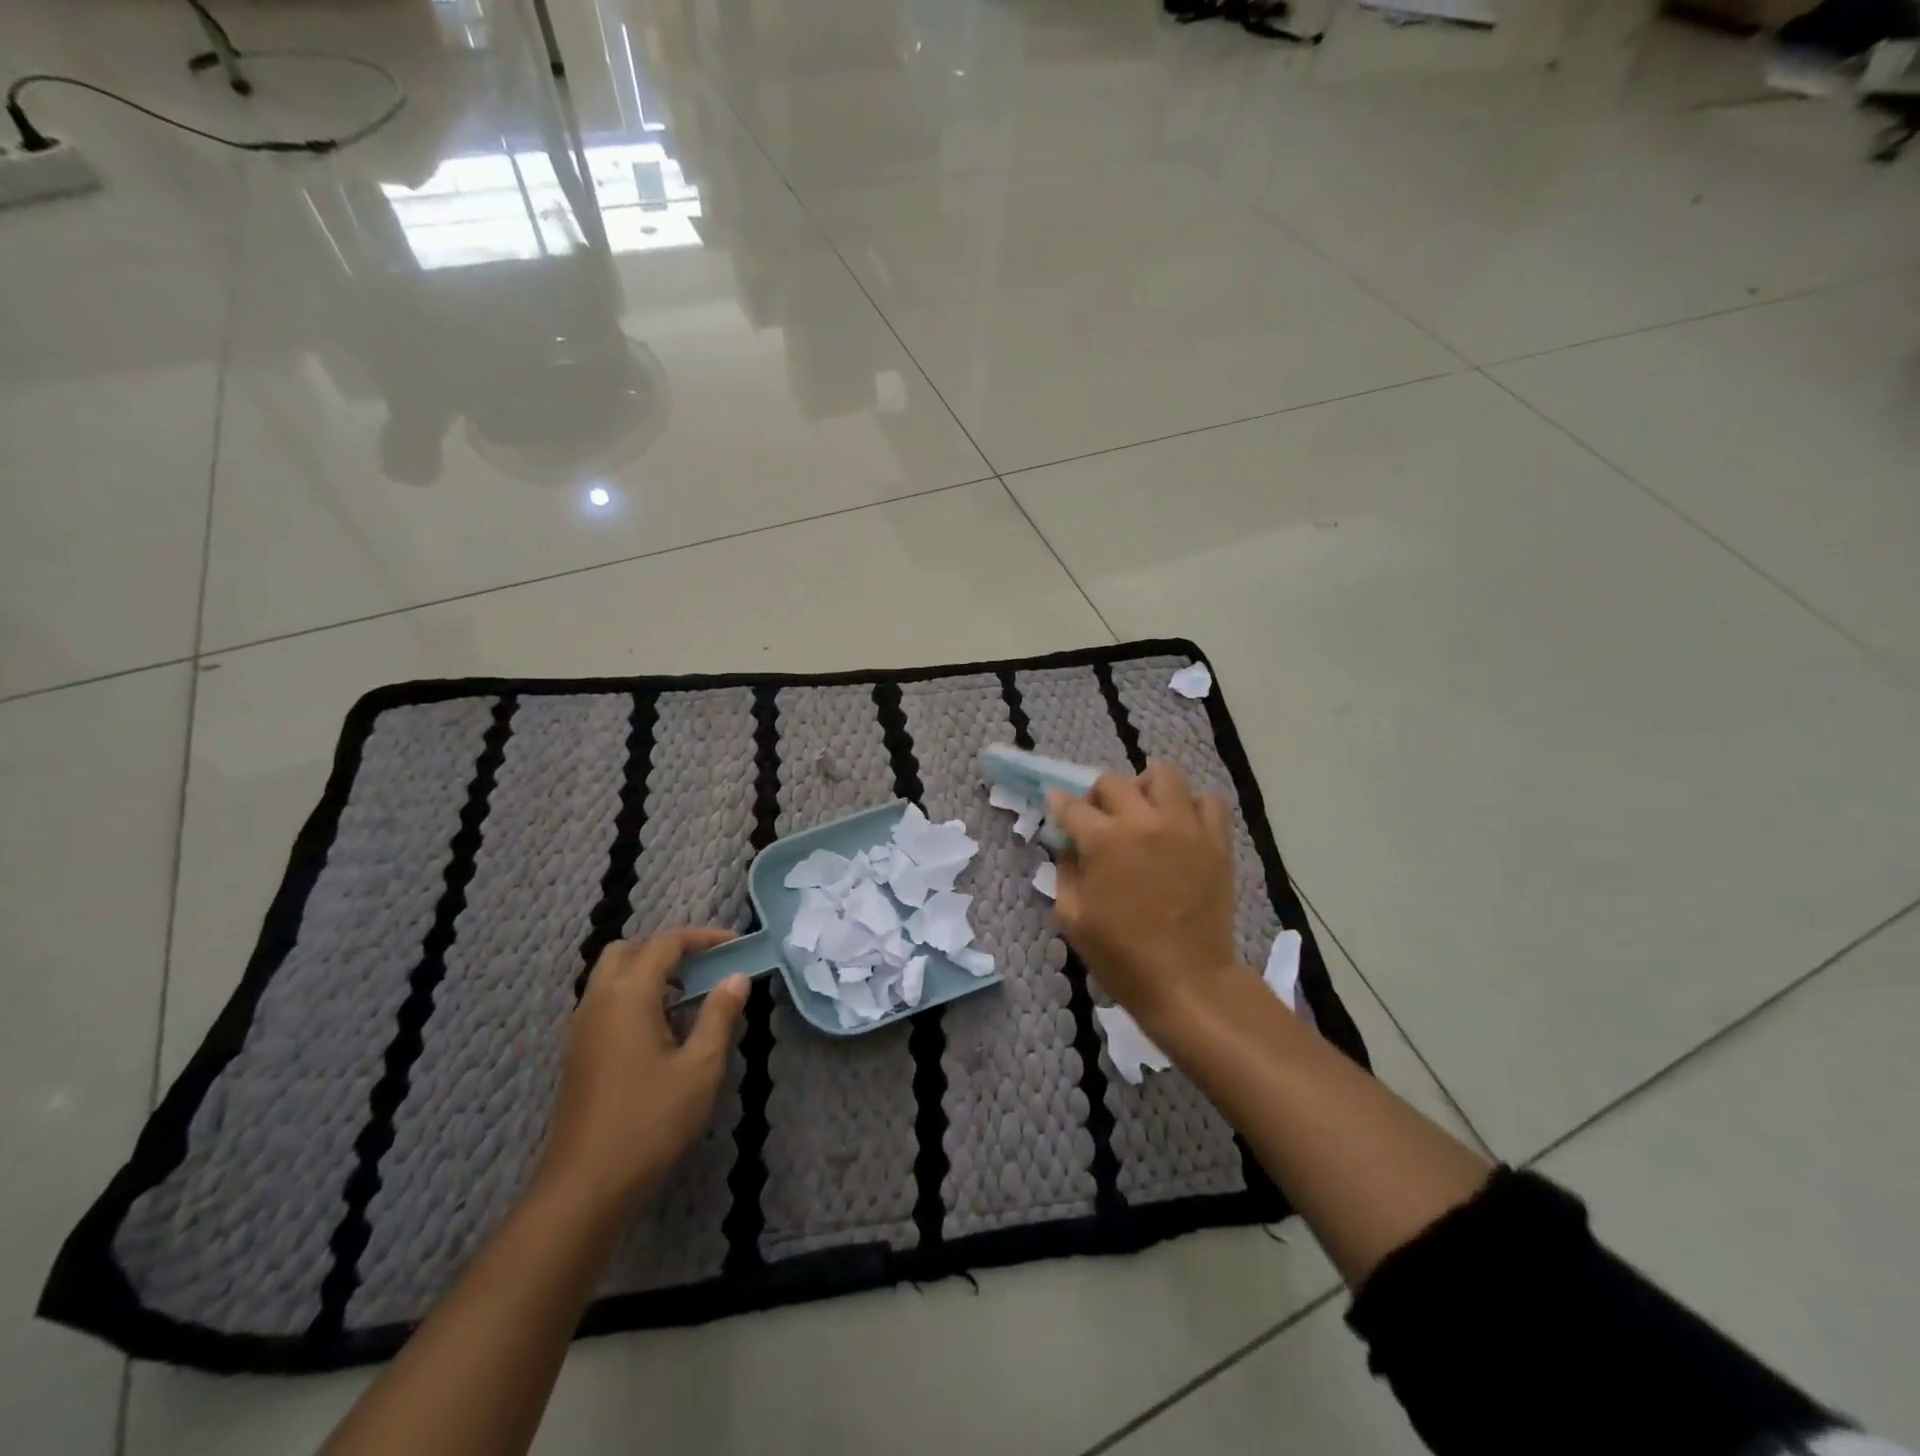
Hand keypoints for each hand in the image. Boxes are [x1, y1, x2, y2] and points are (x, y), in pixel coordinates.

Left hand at [533, 929, 749, 1220]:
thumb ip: (720, 1015)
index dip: (702, 938)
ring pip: (611, 976)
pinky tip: (662, 1029)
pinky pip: (605, 1003)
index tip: (735, 945)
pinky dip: (634, 996)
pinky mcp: (578, 1053)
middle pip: (628, 950)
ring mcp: (581, 1028)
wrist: (586, 1187)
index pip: (665, 944)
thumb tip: (736, 978)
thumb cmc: (650, 1121)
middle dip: (667, 949)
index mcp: (628, 996)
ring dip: (648, 972)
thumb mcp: (701, 1067)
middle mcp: (598, 1001)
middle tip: (704, 965)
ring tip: (689, 995)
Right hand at [1047, 762, 1250, 1033]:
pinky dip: (1191, 805)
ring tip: (1144, 812)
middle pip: (1113, 782)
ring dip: (1145, 788)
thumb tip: (1069, 849)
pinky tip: (1181, 824)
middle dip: (1098, 796)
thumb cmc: (1122, 956)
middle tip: (1099, 819)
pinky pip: (1208, 800)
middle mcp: (1143, 822)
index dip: (1059, 804)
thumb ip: (1065, 874)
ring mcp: (1185, 827)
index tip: (1057, 806)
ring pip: (1164, 775)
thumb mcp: (1073, 919)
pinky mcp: (1216, 841)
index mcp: (1104, 841)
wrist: (1187, 982)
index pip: (1072, 806)